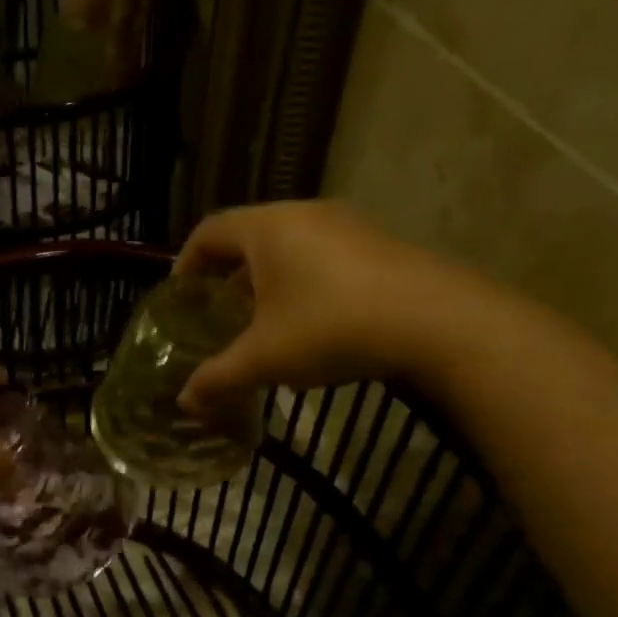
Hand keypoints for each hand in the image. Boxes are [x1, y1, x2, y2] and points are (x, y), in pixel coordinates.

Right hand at [175, 201, 478, 411]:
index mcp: (267, 228)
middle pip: (249, 236)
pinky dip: (301, 281)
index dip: (186, 262)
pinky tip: (309, 321)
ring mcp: (348, 225)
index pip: (209, 231)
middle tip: (217, 313)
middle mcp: (304, 214)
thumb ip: (217, 378)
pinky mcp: (379, 244)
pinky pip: (322, 254)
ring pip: (288, 246)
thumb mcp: (264, 359)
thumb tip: (185, 402)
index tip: (180, 296)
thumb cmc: (330, 327)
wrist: (438, 322)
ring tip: (261, 321)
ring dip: (266, 279)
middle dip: (226, 274)